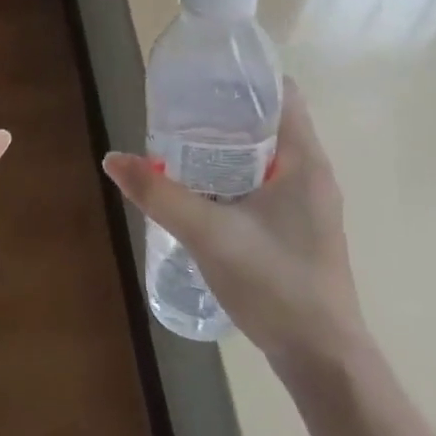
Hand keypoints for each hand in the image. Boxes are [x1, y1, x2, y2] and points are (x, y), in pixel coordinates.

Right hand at [103, 79, 362, 367]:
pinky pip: (268, 184)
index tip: (202, 78)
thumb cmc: (274, 284)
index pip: (282, 94)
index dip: (244, 79)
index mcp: (304, 160)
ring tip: (183, 146)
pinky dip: (238, 176)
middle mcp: (314, 174)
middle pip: (270, 123)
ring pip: (268, 156)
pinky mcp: (301, 229)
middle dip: (226, 113)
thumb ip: (159, 195)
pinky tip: (205, 192)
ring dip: (230, 148)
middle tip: (179, 113)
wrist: (322, 357)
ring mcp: (310, 204)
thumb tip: (113, 159)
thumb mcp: (208, 234)